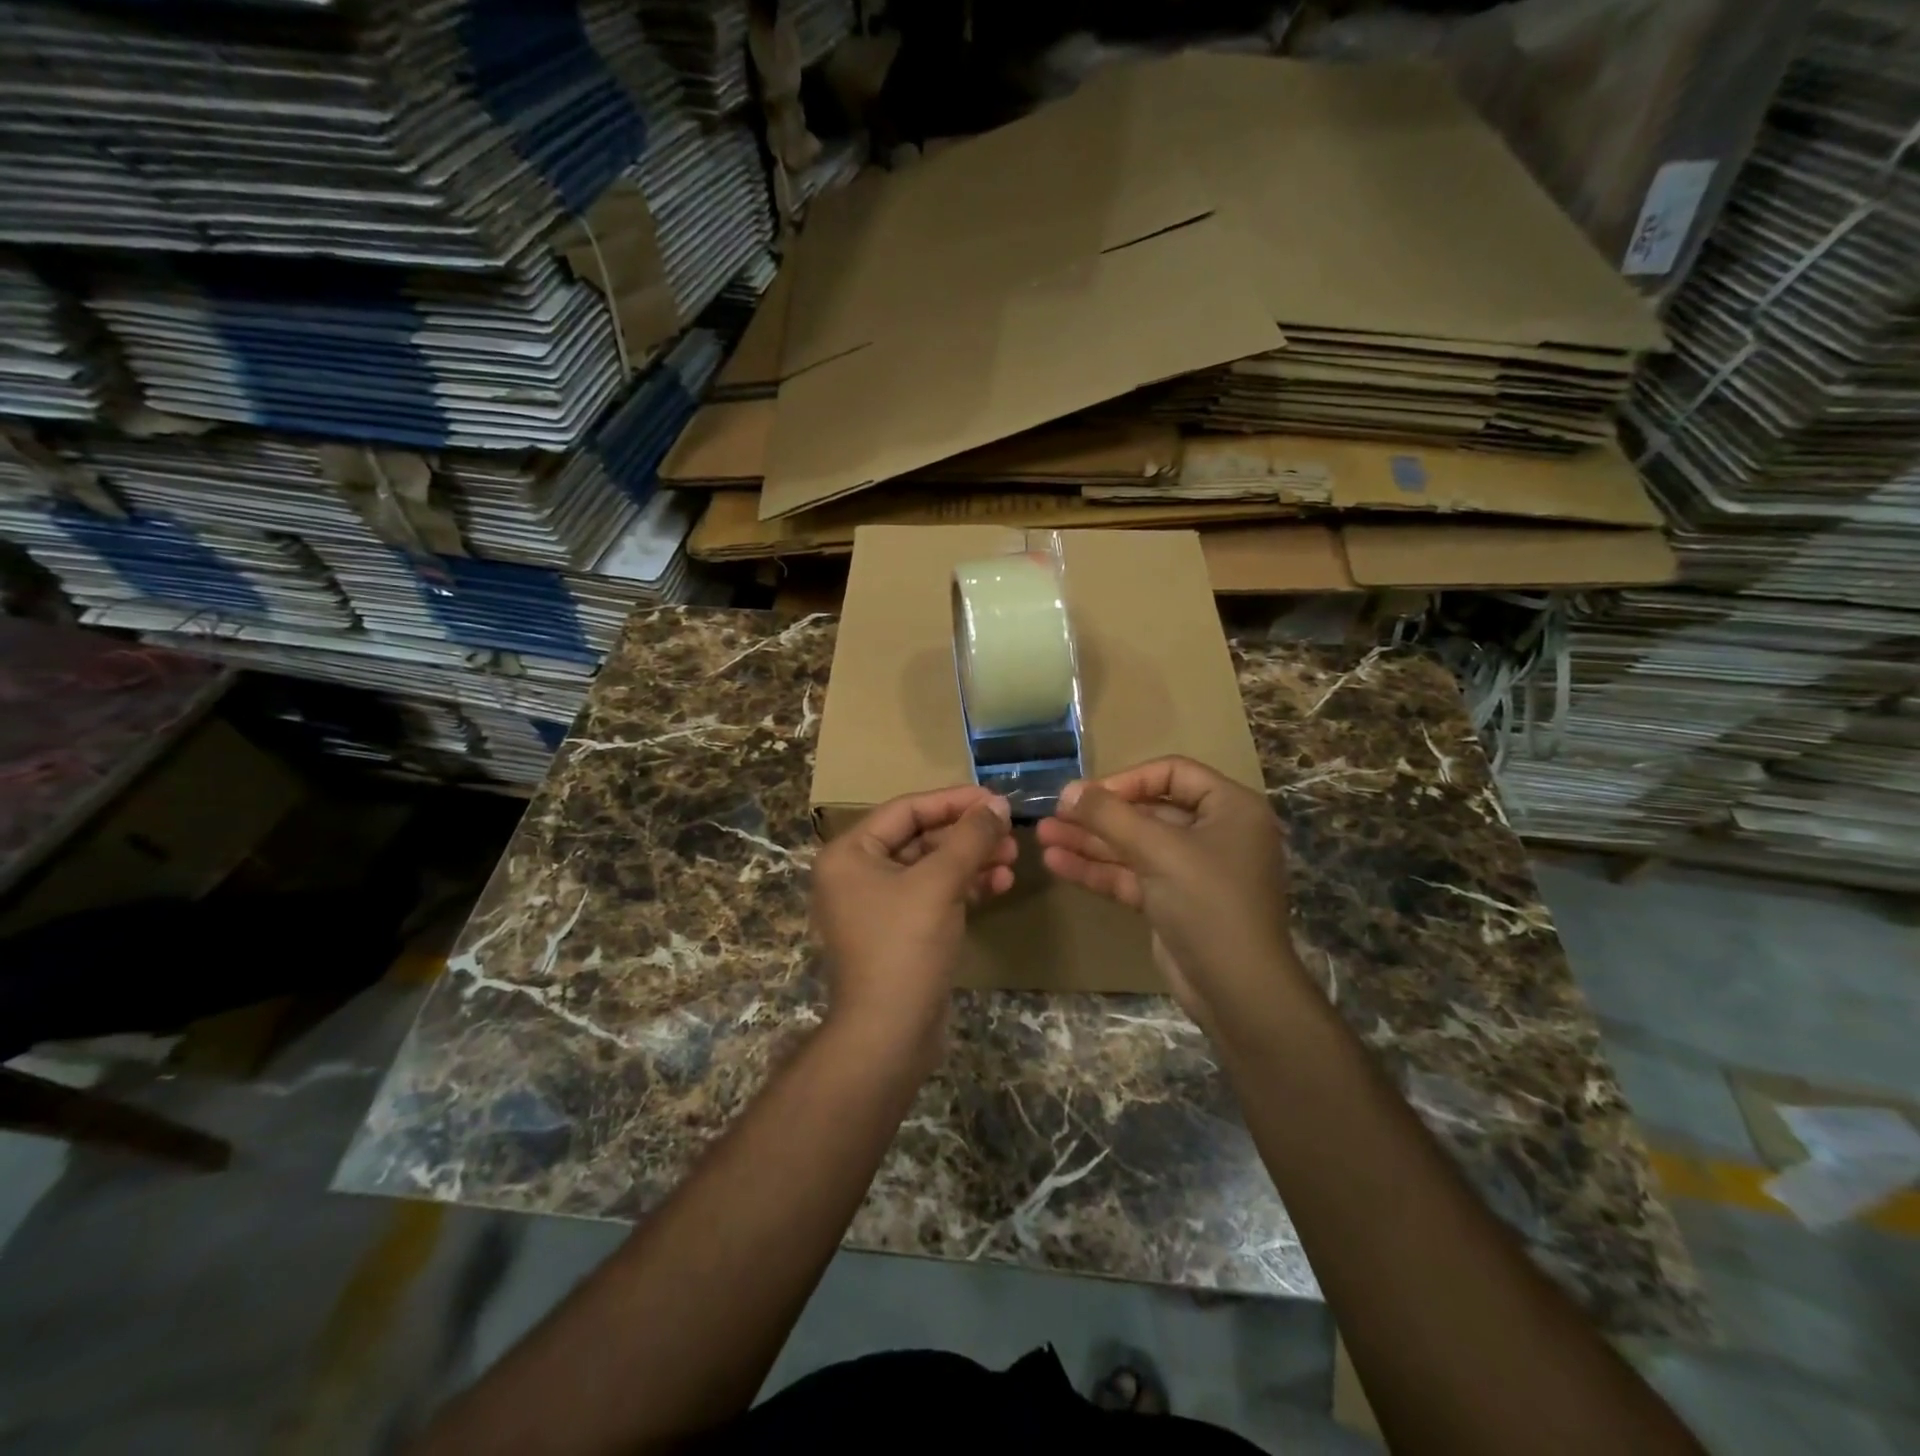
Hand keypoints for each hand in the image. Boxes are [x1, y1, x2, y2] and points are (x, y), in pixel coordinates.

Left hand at [810, 786, 1015, 1064]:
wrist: (889, 1034)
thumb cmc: (905, 946)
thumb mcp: (940, 883)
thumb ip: (970, 837)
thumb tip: (998, 804)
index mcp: (850, 853)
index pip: (907, 810)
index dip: (954, 801)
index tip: (995, 799)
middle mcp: (857, 873)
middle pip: (920, 837)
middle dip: (967, 835)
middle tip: (1009, 833)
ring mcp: (877, 904)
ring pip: (931, 867)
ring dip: (971, 860)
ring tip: (1012, 859)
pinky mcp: (899, 930)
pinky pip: (933, 894)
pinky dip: (964, 887)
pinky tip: (1000, 885)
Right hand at [1035, 756, 1306, 1030]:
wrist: (1236, 990)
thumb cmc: (1208, 904)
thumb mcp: (1158, 851)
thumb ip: (1110, 816)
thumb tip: (1068, 789)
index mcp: (1230, 808)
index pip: (1173, 773)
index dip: (1128, 779)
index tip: (1088, 794)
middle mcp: (1214, 833)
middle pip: (1148, 810)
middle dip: (1099, 815)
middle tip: (1054, 814)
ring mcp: (1192, 870)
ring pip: (1134, 845)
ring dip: (1090, 841)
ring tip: (1043, 836)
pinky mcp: (1173, 901)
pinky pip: (1132, 875)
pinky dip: (1098, 870)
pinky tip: (1057, 863)